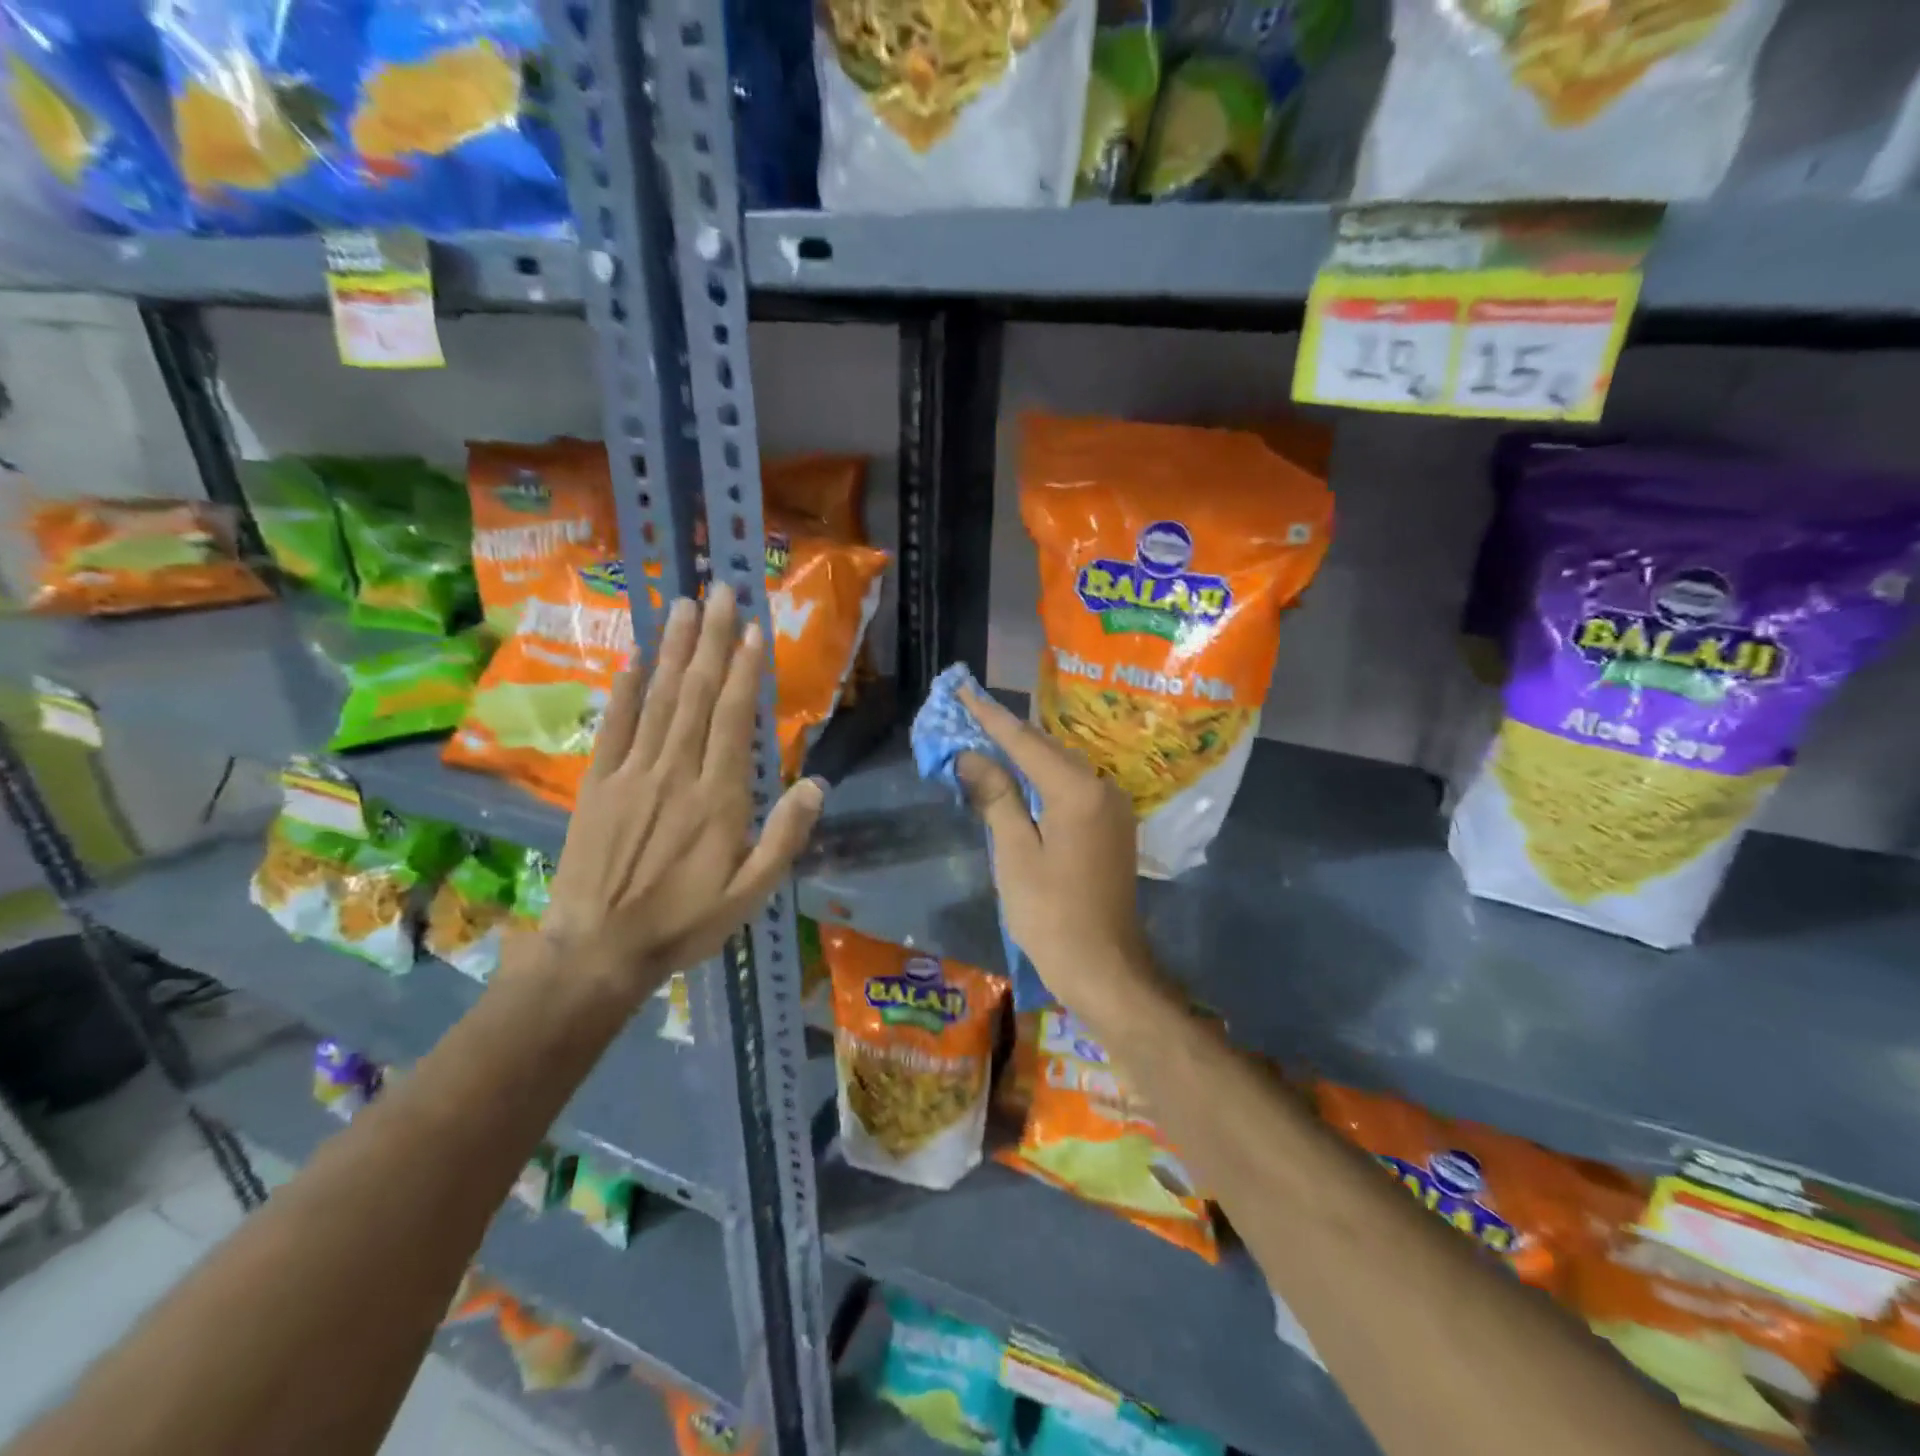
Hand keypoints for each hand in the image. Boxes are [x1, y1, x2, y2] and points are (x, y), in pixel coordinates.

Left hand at [522, 583, 824, 1002]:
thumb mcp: (751, 893)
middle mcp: (675, 773)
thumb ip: (785, 837)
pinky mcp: (596, 785)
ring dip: (672, 651)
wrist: (596, 951)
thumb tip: (818, 784)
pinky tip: (633, 661)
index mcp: (718, 798)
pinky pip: (614, 729)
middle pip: (695, 695)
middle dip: (710, 640)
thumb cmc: (684, 923)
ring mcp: (631, 775)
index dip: (743, 671)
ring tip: (682, 606)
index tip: (752, 628)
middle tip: (718, 590)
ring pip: (657, 701)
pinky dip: (624, 692)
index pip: (733, 720)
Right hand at [955, 684, 1153, 1007]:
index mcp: (1078, 790)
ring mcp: (1112, 808)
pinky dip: (1042, 780)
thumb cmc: (1052, 915)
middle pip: (1046, 749)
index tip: (962, 690)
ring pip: (1060, 768)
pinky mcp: (1112, 827)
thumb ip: (996, 797)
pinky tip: (1018, 779)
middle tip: (967, 715)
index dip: (990, 717)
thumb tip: (971, 755)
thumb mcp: (1015, 854)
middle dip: (1005, 733)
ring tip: (985, 740)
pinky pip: (1072, 788)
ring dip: (1023, 756)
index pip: (1025, 742)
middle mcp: (1102, 787)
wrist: (1106, 968)